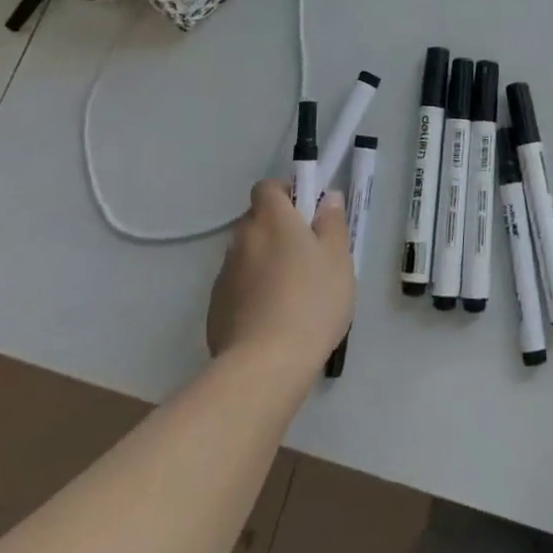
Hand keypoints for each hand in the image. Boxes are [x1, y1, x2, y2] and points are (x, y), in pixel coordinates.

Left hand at [206, 179, 354, 372]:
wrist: (264, 365)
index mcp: (272, 218)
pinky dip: (252, 291)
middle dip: (278, 229)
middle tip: (307, 254)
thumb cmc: (311, 301)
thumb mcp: (338, 258)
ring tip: (291, 292)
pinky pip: (238, 285)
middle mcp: (242, 238)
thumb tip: (327, 198)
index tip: (307, 213)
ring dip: (265, 261)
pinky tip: (272, 317)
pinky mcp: (215, 307)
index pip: (268, 187)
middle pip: (257, 220)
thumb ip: (332, 222)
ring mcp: (224, 273)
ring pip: (248, 254)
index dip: (287, 193)